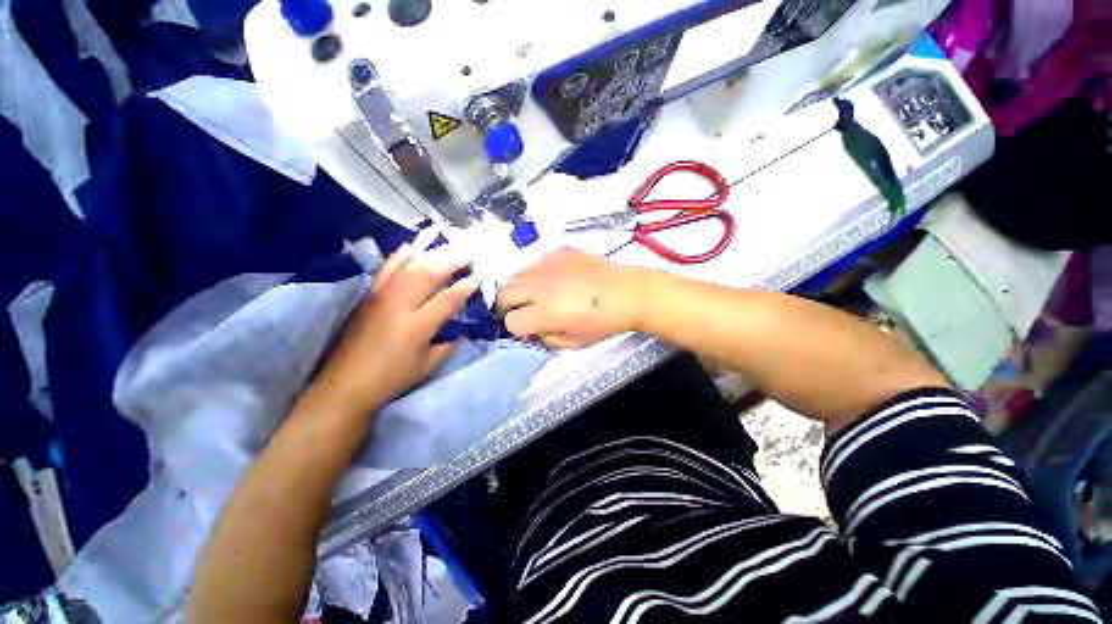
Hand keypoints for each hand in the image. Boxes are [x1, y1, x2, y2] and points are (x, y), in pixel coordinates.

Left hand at [313, 244, 478, 414]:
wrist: (344, 385)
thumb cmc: (391, 378)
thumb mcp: (428, 365)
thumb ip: (448, 343)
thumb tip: (459, 328)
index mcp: (417, 326)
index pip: (449, 298)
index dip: (467, 285)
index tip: (480, 275)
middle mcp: (399, 305)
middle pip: (429, 273)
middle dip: (452, 260)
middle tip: (469, 253)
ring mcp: (381, 297)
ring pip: (409, 267)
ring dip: (432, 254)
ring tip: (449, 247)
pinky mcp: (368, 296)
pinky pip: (385, 270)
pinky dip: (399, 256)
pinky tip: (410, 246)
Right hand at [496, 248, 647, 348]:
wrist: (630, 293)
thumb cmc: (604, 323)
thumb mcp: (573, 343)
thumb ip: (545, 339)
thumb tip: (531, 331)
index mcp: (544, 312)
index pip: (511, 322)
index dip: (518, 329)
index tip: (528, 329)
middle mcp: (540, 285)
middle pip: (504, 294)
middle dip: (509, 306)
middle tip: (525, 311)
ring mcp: (548, 264)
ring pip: (515, 275)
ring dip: (520, 288)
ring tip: (537, 294)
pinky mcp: (559, 251)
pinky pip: (535, 261)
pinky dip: (537, 272)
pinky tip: (553, 278)